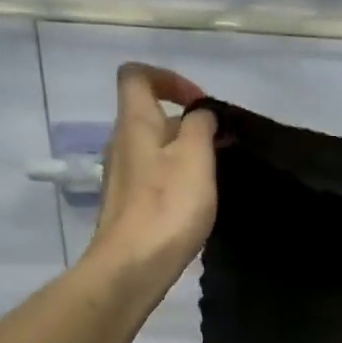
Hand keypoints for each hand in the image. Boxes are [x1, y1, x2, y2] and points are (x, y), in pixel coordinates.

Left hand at [85, 63, 217, 292]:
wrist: (133, 266)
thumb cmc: (167, 207)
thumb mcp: (195, 158)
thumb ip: (200, 126)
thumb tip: (200, 114)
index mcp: (134, 123)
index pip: (137, 76)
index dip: (169, 78)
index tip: (200, 103)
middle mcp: (121, 143)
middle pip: (149, 115)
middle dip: (186, 122)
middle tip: (220, 145)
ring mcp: (122, 177)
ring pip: (154, 148)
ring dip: (184, 153)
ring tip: (214, 175)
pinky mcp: (129, 205)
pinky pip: (154, 177)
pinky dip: (176, 178)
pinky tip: (196, 202)